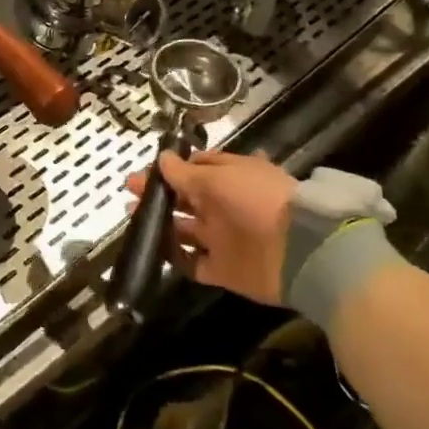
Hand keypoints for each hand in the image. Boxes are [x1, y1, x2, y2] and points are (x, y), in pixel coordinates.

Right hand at [127, 151, 296, 304]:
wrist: (299, 250)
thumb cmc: (256, 199)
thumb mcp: (218, 176)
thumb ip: (185, 172)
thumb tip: (161, 158)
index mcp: (228, 177)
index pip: (195, 169)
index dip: (170, 169)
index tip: (146, 171)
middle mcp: (225, 206)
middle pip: (186, 199)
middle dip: (158, 195)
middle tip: (129, 192)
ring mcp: (224, 238)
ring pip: (186, 230)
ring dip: (161, 225)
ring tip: (133, 218)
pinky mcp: (225, 270)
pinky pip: (195, 264)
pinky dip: (177, 259)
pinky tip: (155, 251)